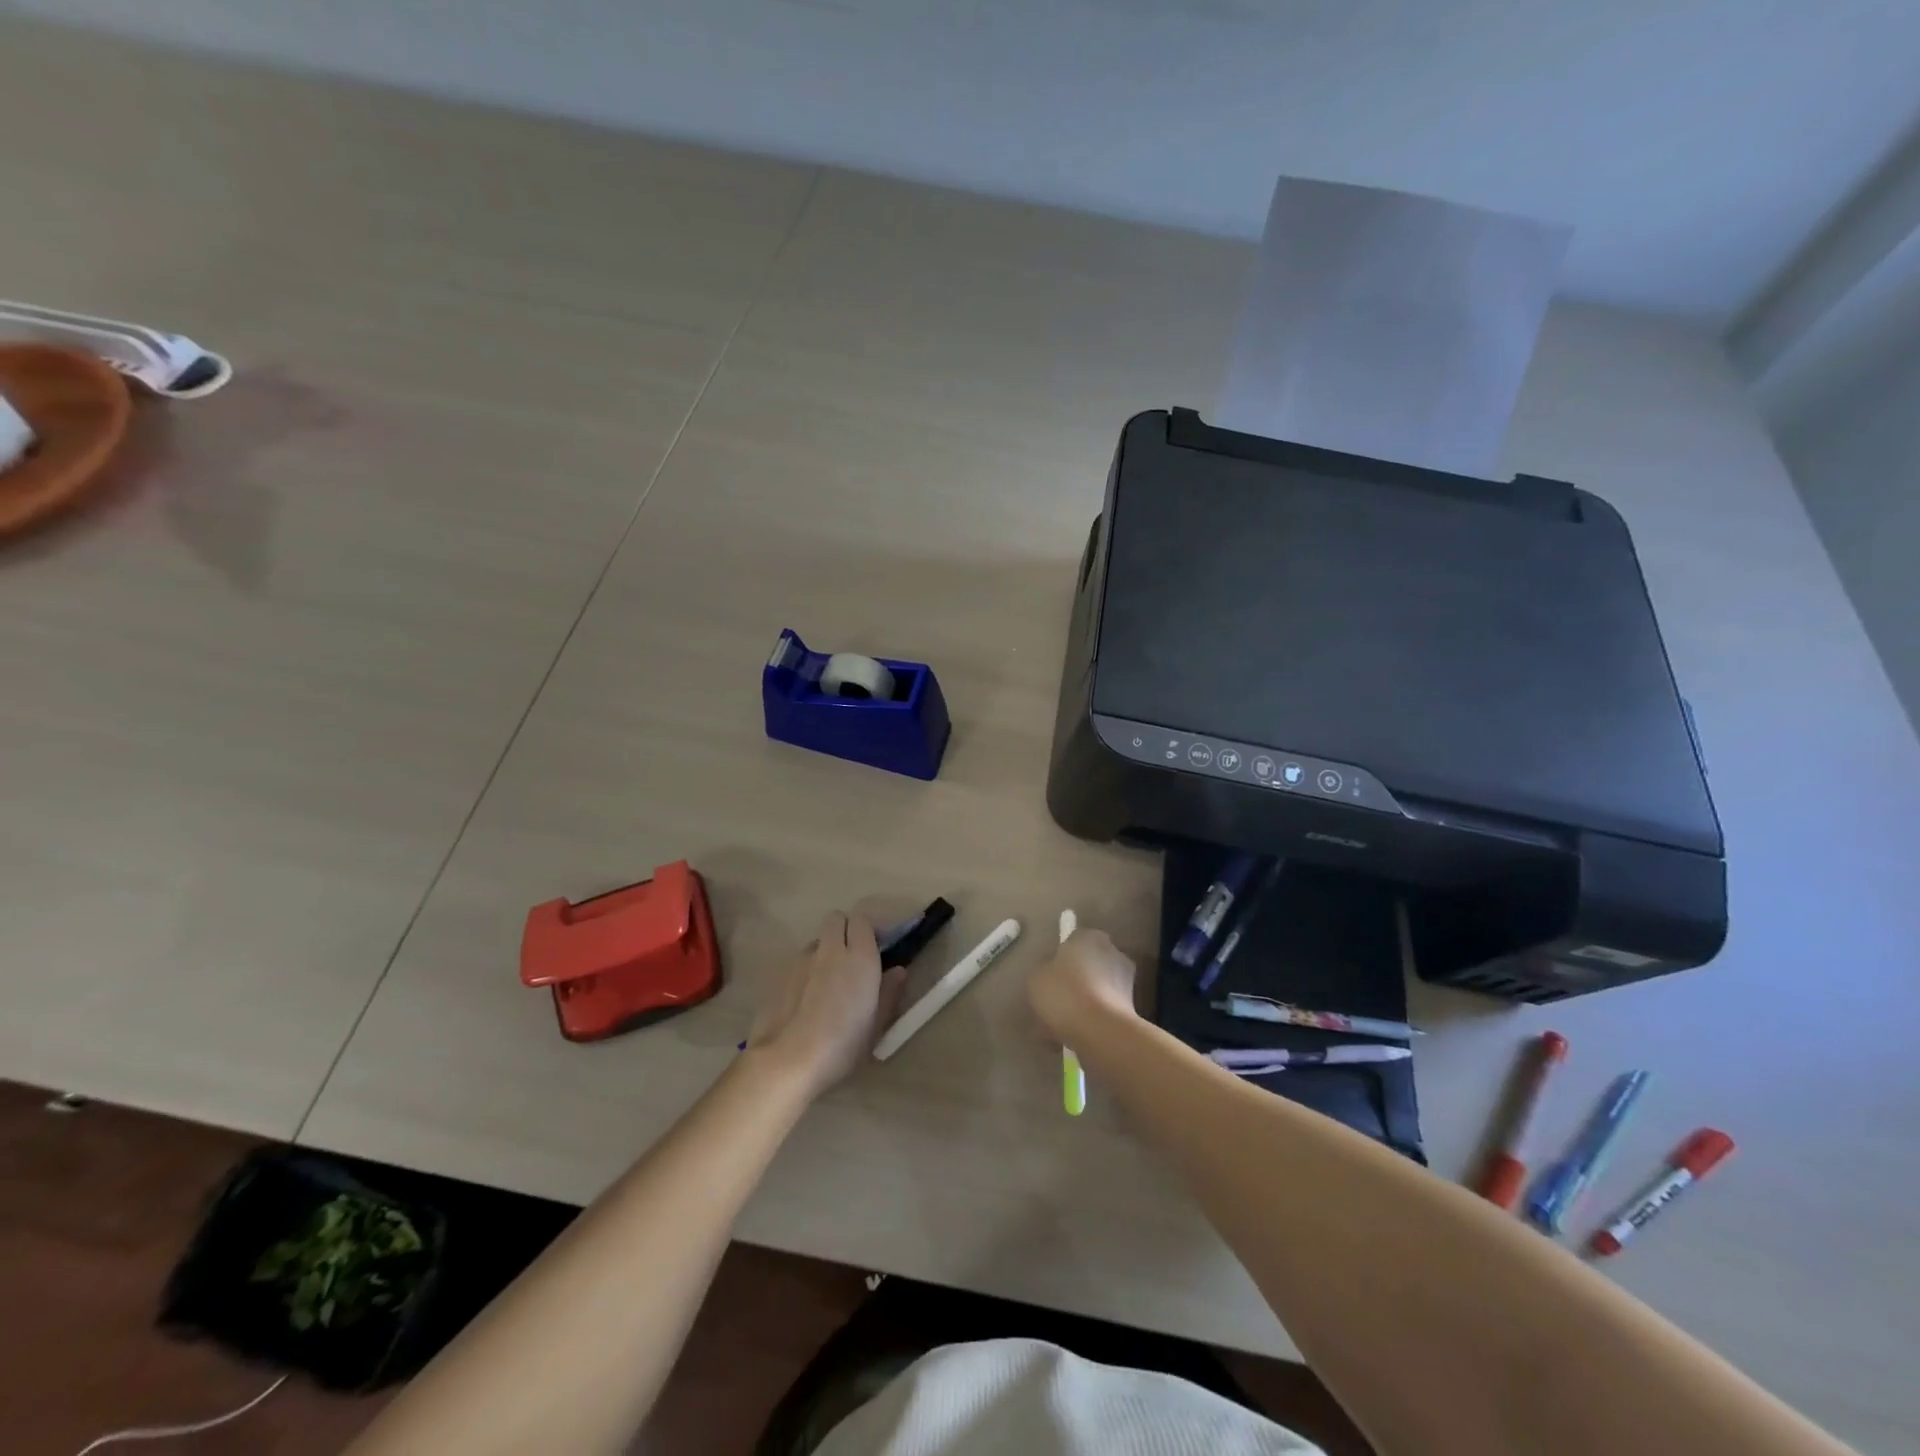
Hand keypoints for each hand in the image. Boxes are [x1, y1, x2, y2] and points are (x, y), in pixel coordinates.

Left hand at [747, 912, 906, 1099]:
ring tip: (828, 981)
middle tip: (853, 957)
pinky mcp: (780, 974)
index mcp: (860, 957)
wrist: (788, 1060)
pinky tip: (806, 998)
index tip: (876, 948)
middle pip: (836, 919)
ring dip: (825, 950)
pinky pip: (799, 960)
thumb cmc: (842, 1045)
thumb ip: (889, 992)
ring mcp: (802, 959)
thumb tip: (898, 970)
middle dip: (845, 930)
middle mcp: (831, 949)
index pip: (862, 919)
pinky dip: (806, 970)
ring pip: (817, 940)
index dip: (869, 930)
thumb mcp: (876, 1025)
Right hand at [1028, 926, 1137, 1044]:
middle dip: (1074, 982)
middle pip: (1087, 966)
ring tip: (1062, 1026)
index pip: (1072, 942)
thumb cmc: (1064, 993)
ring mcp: (1127, 981)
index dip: (1058, 962)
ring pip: (1097, 990)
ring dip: (1084, 1004)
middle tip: (1054, 1003)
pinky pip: (1104, 1012)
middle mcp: (1113, 952)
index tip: (1048, 980)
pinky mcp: (1132, 1010)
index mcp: (1089, 936)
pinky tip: (1075, 1037)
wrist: (1100, 1031)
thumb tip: (1051, 976)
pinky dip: (1092, 1022)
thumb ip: (1044, 972)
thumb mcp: (1036, 978)